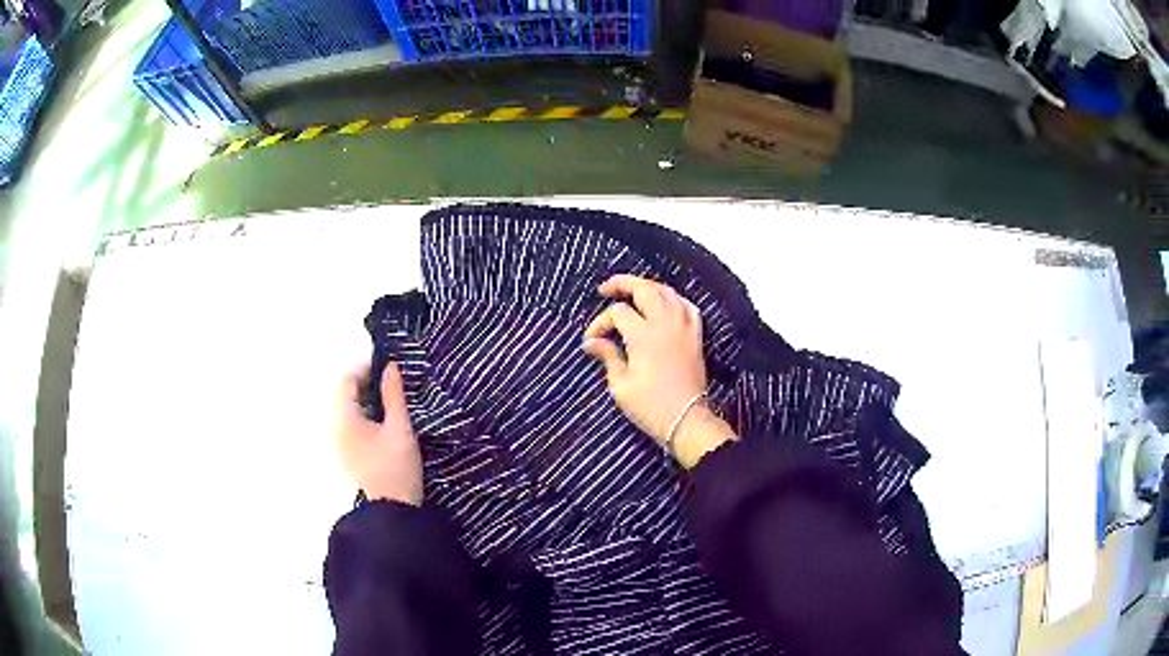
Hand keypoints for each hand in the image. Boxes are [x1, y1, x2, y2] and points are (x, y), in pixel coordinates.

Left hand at [334, 362, 422, 504]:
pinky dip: (363, 417)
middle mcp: (334, 427)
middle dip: (365, 385)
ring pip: (347, 410)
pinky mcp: (345, 454)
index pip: (346, 381)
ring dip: (365, 401)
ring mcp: (338, 443)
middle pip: (344, 394)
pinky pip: (349, 425)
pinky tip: (382, 425)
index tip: (388, 371)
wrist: (393, 510)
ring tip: (390, 405)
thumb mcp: (400, 428)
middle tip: (391, 387)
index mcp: (344, 419)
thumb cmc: (396, 466)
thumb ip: (394, 395)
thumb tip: (390, 367)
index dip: (365, 370)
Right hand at [583, 275, 735, 467]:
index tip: (592, 339)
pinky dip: (673, 299)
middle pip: (644, 288)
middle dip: (622, 283)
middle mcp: (665, 324)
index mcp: (644, 336)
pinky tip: (664, 303)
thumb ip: (608, 356)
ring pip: (667, 292)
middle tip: (606, 288)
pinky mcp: (695, 336)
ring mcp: (683, 327)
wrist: (686, 420)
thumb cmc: (650, 407)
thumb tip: (592, 342)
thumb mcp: (621, 385)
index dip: (601, 322)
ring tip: (632, 291)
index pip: (618, 312)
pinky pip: (686, 306)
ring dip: (647, 287)